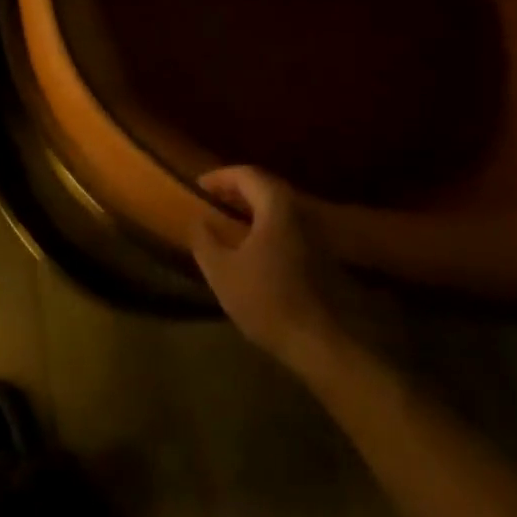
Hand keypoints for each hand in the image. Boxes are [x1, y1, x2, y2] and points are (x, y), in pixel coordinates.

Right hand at [192, 166, 359, 376]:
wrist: (316, 342)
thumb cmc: (264, 299)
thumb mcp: (220, 269)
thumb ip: (204, 238)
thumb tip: (198, 218)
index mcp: (276, 208)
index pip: (247, 175)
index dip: (220, 177)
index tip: (198, 187)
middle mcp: (298, 213)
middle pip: (265, 187)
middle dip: (235, 189)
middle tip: (211, 199)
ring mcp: (312, 235)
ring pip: (277, 207)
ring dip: (250, 207)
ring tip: (225, 218)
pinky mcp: (317, 255)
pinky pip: (285, 225)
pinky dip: (263, 223)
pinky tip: (248, 243)